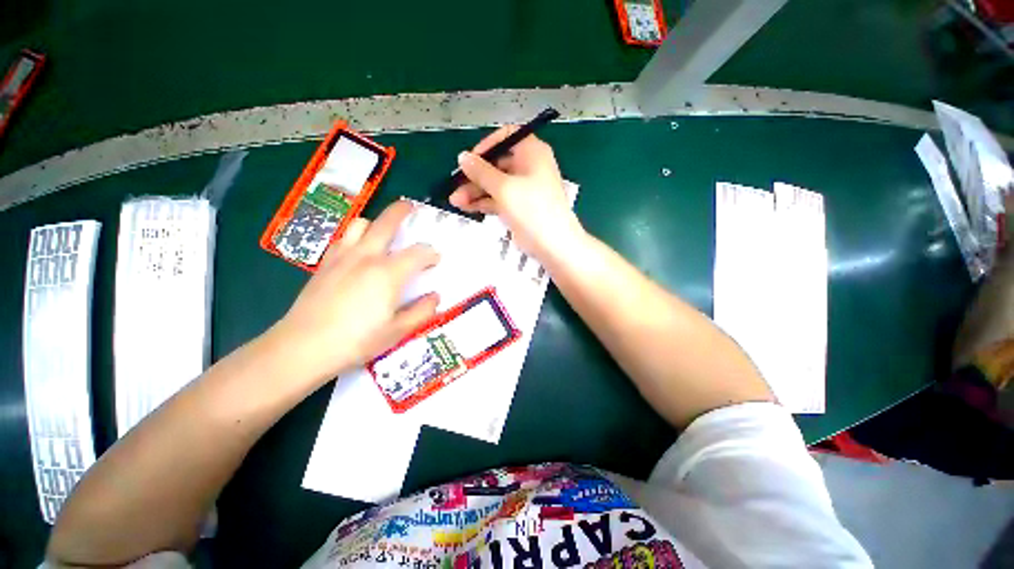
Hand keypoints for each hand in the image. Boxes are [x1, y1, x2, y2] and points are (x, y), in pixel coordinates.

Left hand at [269, 201, 439, 383]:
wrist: (303, 347)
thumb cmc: (356, 341)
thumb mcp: (398, 331)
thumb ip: (422, 311)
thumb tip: (435, 296)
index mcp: (388, 273)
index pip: (418, 252)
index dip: (431, 253)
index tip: (435, 260)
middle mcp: (367, 257)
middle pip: (386, 223)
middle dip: (402, 211)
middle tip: (412, 207)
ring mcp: (343, 257)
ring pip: (360, 224)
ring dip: (376, 222)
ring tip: (383, 232)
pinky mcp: (325, 263)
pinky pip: (343, 238)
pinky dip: (355, 236)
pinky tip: (359, 250)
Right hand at [450, 126, 583, 257]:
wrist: (553, 244)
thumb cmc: (532, 209)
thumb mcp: (504, 187)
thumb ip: (481, 172)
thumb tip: (463, 157)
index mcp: (532, 153)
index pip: (506, 138)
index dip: (486, 146)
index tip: (469, 160)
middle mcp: (528, 168)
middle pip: (497, 164)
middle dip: (474, 176)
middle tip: (455, 186)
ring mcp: (523, 189)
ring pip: (495, 184)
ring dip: (475, 192)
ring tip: (455, 201)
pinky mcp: (519, 207)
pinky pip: (498, 199)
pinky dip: (483, 202)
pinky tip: (466, 207)